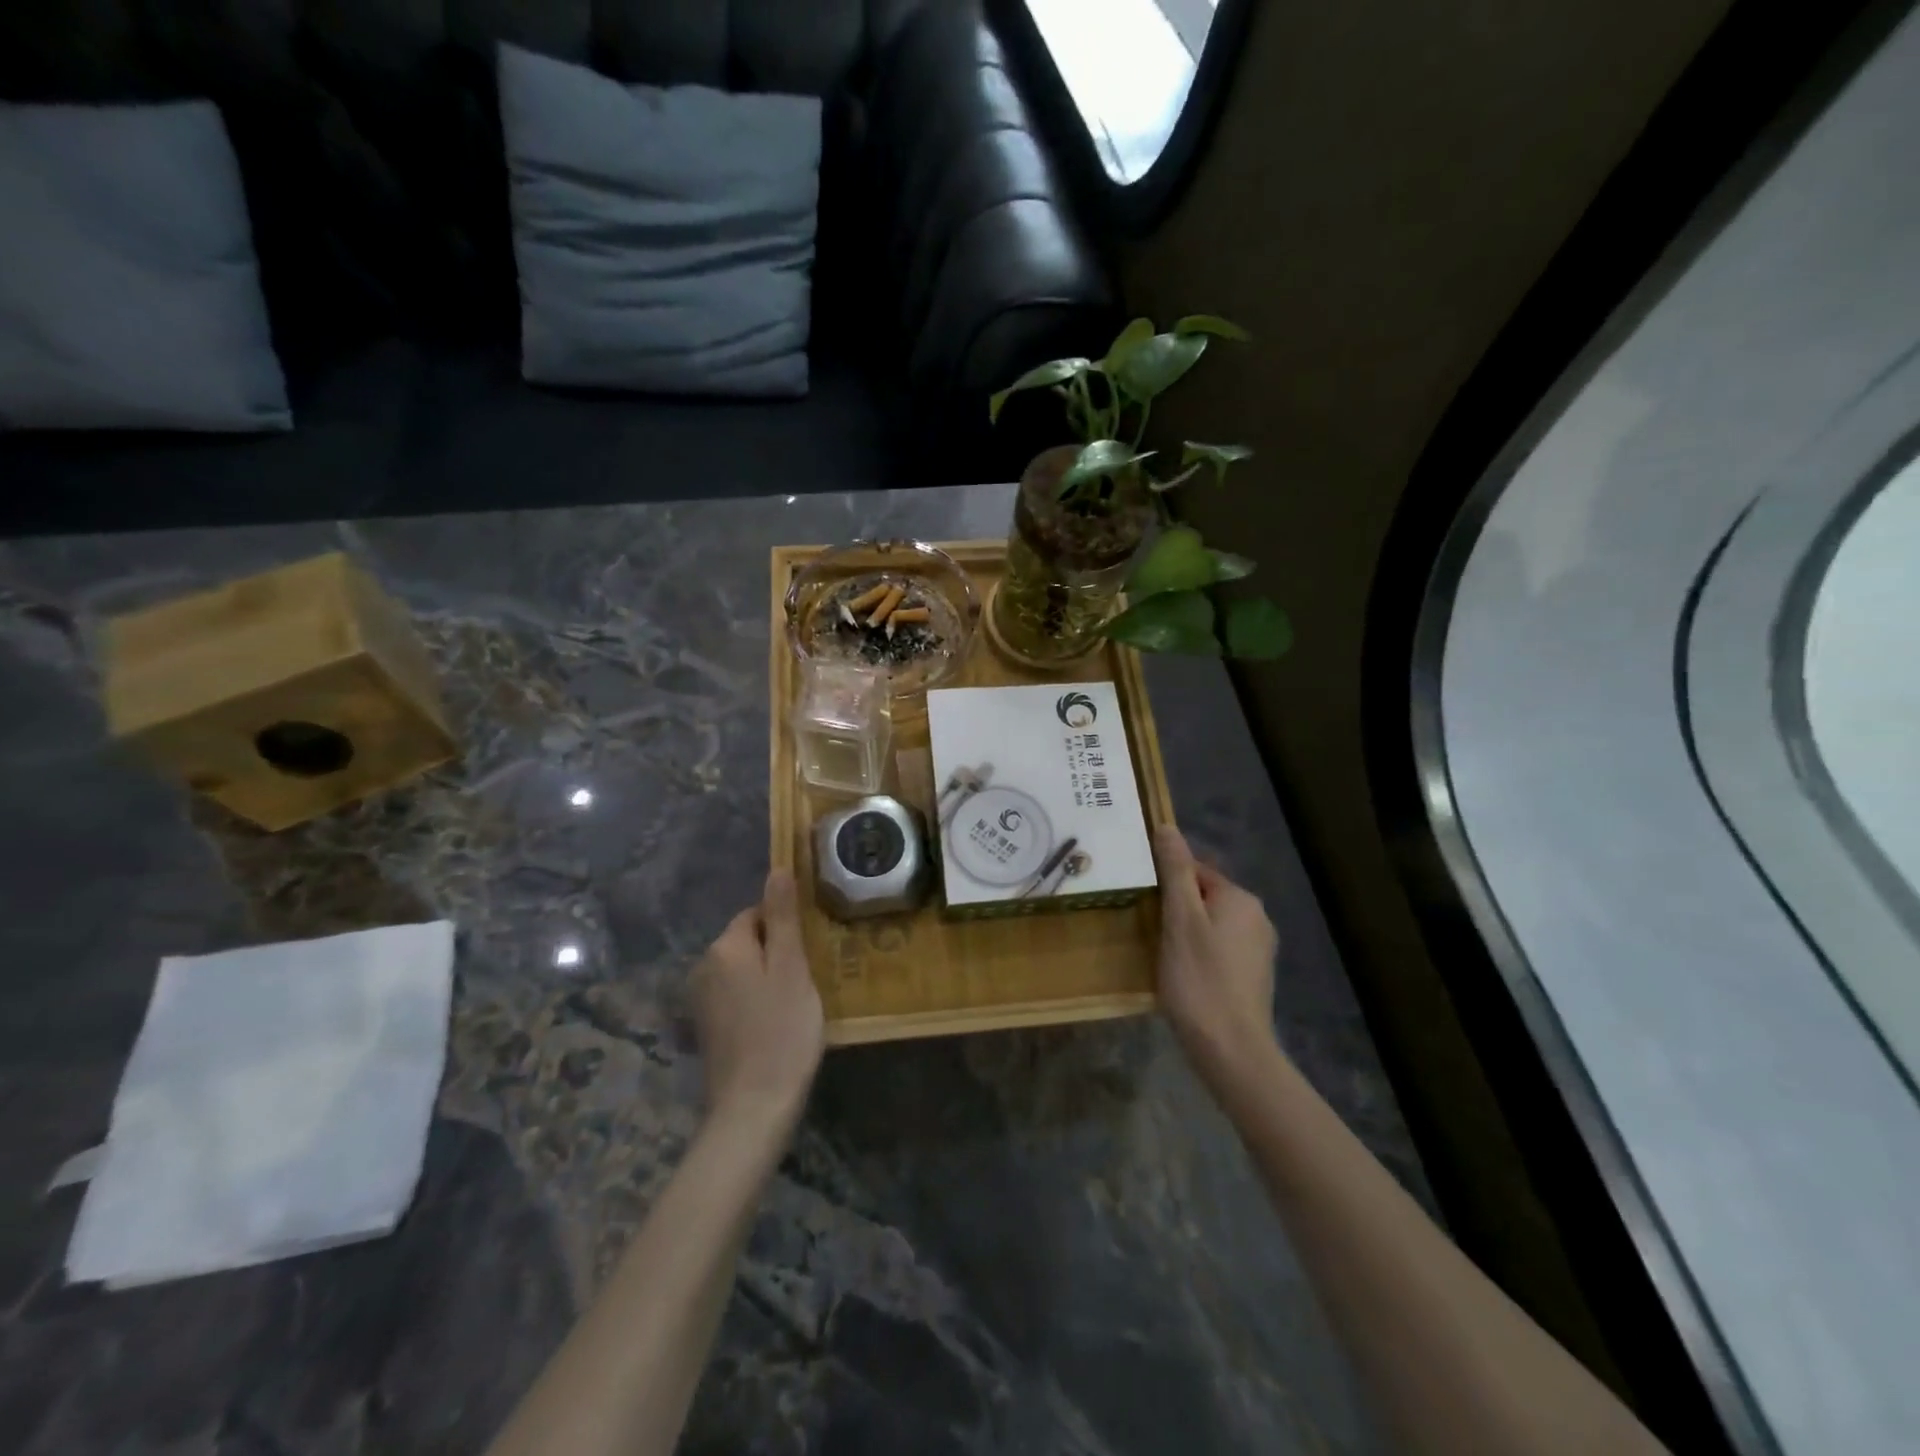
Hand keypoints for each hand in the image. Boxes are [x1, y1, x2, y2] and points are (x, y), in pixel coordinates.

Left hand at [690, 870, 824, 1125]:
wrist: (753, 1107)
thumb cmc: (781, 1031)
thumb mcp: (791, 968)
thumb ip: (783, 917)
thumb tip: (777, 869)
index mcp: (724, 948)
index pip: (756, 914)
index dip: (786, 927)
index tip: (811, 950)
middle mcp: (703, 967)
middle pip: (747, 940)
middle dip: (777, 951)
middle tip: (810, 977)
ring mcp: (700, 1000)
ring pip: (743, 969)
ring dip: (768, 976)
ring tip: (798, 1001)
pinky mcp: (706, 1027)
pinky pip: (736, 995)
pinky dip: (756, 1000)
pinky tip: (777, 1022)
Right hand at [1154, 826, 1281, 1095]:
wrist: (1232, 1050)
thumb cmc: (1199, 980)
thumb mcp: (1180, 920)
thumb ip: (1175, 872)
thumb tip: (1167, 827)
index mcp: (1240, 898)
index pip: (1196, 871)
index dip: (1166, 882)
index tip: (1143, 901)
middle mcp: (1257, 917)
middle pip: (1205, 897)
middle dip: (1176, 907)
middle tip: (1148, 928)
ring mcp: (1259, 949)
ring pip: (1212, 924)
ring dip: (1187, 932)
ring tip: (1161, 953)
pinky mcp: (1254, 976)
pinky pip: (1220, 949)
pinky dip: (1200, 954)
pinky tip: (1183, 975)